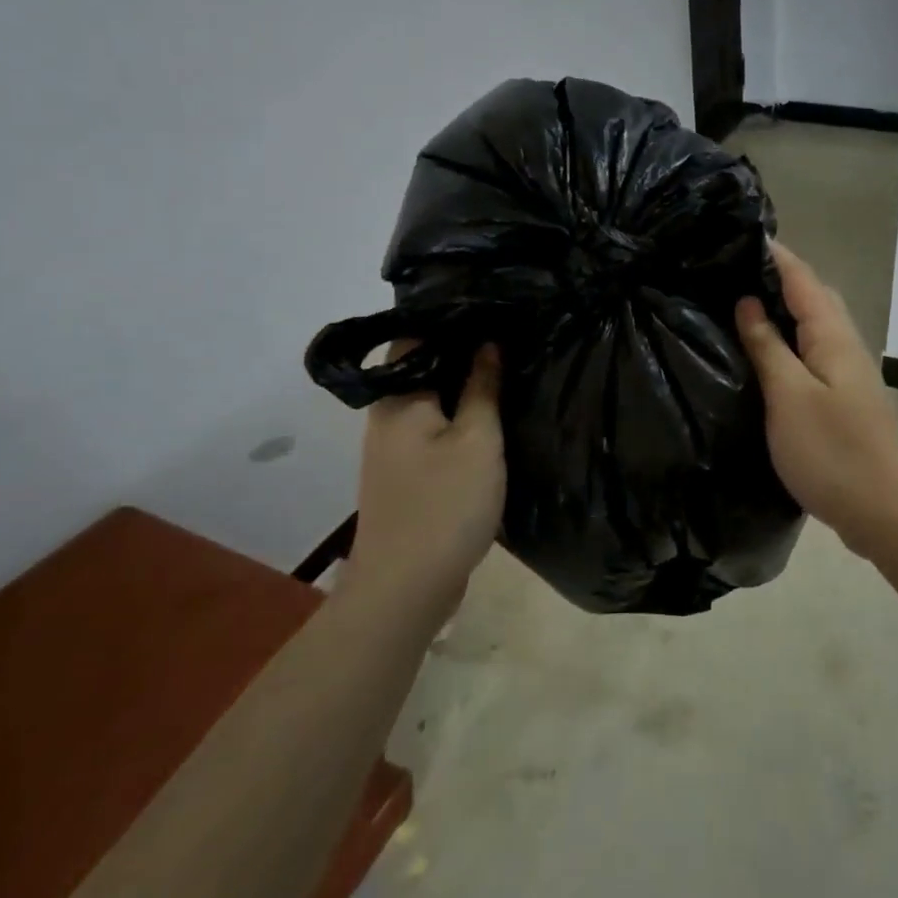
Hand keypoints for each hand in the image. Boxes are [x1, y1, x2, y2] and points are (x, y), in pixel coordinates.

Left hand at [351, 344, 505, 613]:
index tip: (492, 309)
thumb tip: (487, 343)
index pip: (415, 337)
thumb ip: (483, 388)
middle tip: (509, 334)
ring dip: (463, 386)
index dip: (451, 320)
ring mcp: (394, 448)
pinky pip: (434, 428)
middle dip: (462, 351)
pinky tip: (490, 415)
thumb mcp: (478, 440)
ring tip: (506, 366)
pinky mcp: (408, 474)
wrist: (406, 588)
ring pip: (431, 400)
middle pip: (422, 368)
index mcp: (398, 400)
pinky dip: (459, 416)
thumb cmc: (445, 505)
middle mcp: (387, 417)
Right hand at [736, 243, 897, 552]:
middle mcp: (844, 344)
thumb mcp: (789, 395)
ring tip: (738, 305)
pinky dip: (787, 340)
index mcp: (832, 335)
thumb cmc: (833, 451)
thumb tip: (748, 301)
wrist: (885, 510)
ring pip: (813, 324)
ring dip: (782, 308)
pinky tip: (764, 354)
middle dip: (776, 276)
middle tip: (729, 270)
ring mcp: (846, 371)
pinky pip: (812, 351)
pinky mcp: (843, 397)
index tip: (736, 235)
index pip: (801, 277)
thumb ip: (768, 346)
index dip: (773, 254)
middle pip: (812, 295)